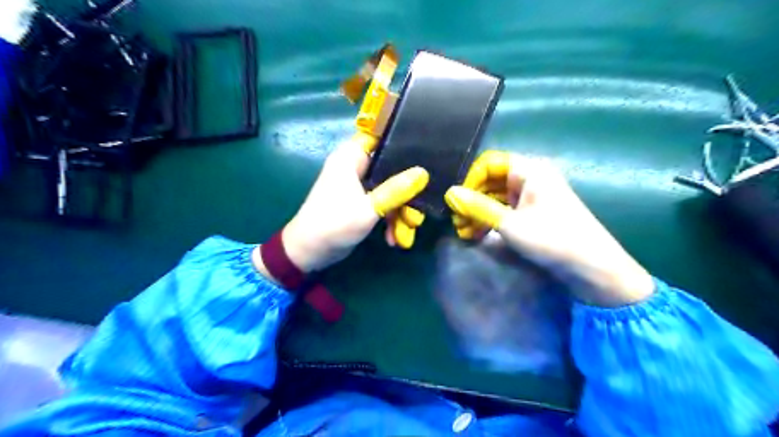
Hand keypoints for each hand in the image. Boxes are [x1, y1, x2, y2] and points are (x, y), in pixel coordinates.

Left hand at [271, 131, 431, 273]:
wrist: (309, 253)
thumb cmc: (333, 224)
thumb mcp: (368, 209)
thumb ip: (396, 191)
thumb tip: (423, 174)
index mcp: (351, 158)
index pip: (380, 135)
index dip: (403, 139)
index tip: (426, 151)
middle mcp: (357, 167)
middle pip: (393, 169)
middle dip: (407, 194)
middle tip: (416, 216)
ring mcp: (361, 187)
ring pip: (392, 191)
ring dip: (401, 214)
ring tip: (405, 236)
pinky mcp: (363, 203)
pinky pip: (385, 205)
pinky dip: (391, 220)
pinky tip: (394, 239)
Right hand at [440, 150, 651, 306]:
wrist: (592, 268)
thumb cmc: (552, 239)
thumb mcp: (509, 224)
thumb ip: (477, 207)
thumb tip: (449, 194)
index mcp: (529, 170)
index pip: (488, 163)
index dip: (470, 180)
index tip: (457, 202)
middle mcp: (530, 178)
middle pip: (491, 180)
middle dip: (471, 200)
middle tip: (457, 222)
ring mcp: (532, 196)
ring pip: (496, 197)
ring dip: (478, 212)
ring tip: (464, 232)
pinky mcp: (534, 213)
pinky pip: (505, 210)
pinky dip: (490, 220)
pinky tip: (477, 235)